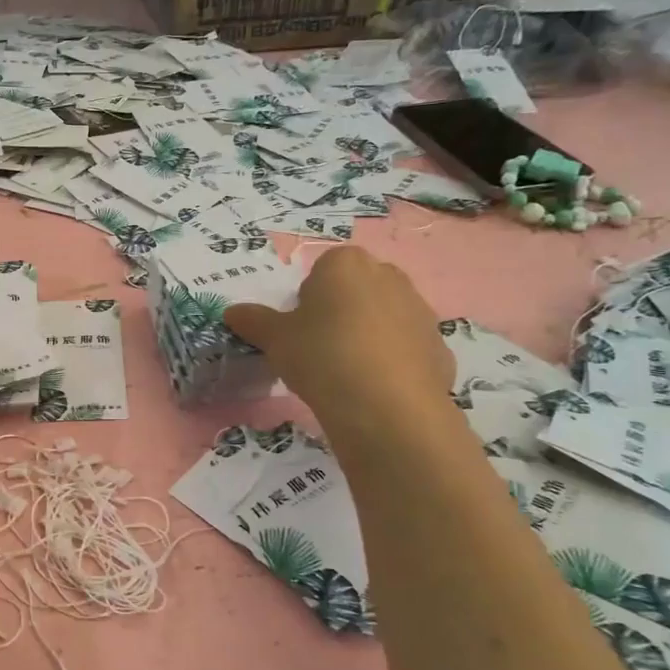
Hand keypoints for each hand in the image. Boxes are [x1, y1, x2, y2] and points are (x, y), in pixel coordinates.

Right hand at [226, 246, 452, 424]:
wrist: (385, 405)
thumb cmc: (321, 355)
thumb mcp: (275, 339)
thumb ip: (254, 321)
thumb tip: (231, 312)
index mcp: (346, 263)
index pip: (321, 270)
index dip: (307, 301)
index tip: (300, 331)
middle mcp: (389, 276)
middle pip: (356, 289)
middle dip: (341, 312)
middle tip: (321, 350)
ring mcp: (420, 310)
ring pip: (384, 317)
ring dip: (368, 336)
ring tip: (349, 374)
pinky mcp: (439, 346)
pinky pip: (406, 348)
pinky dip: (393, 363)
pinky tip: (376, 390)